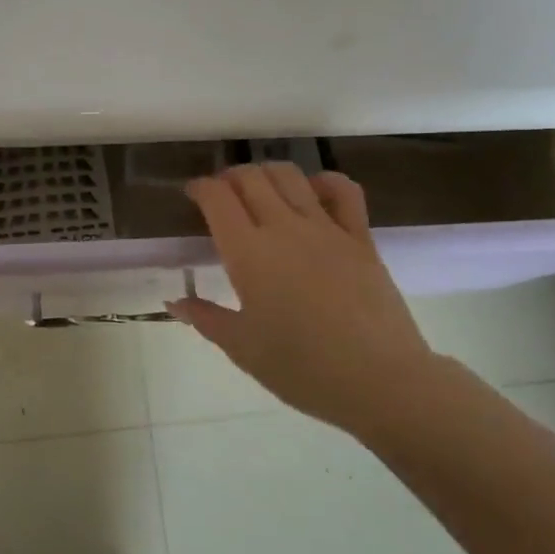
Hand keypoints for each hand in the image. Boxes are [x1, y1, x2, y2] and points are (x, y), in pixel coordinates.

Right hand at [167, 163, 438, 432]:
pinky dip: (324, 181)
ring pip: (290, 175)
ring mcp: (326, 228)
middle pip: (250, 178)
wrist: (380, 381)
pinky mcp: (360, 237)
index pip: (217, 197)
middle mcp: (283, 227)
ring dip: (267, 172)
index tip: (192, 195)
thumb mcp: (242, 348)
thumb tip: (174, 302)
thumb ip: (205, 318)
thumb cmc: (301, 368)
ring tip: (260, 189)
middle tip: (222, 195)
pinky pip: (343, 191)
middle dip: (229, 177)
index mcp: (247, 252)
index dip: (200, 188)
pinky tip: (314, 192)